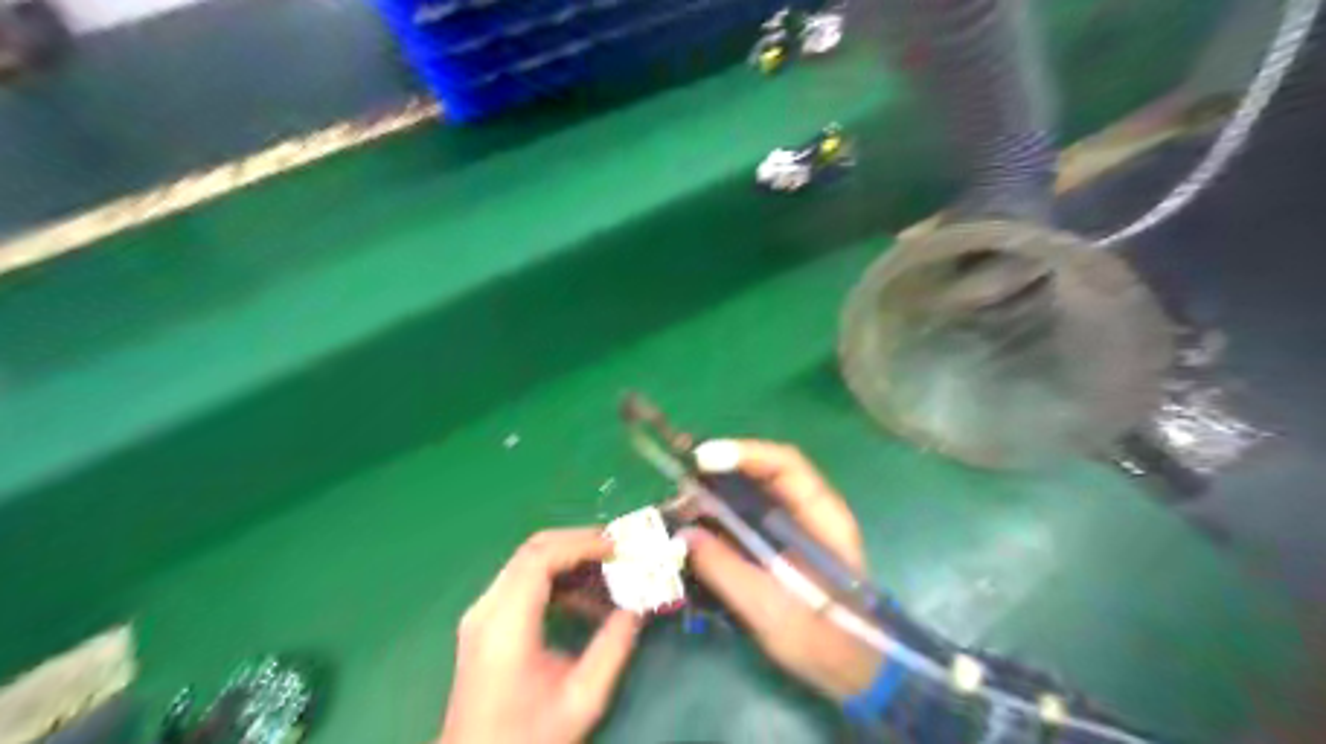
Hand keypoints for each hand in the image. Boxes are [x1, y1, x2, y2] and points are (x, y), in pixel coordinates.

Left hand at [438, 529, 643, 742]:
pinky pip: (522, 580)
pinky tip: (583, 598)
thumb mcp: (581, 700)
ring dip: (569, 558)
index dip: (582, 544)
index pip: (540, 559)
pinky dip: (556, 577)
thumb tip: (639, 606)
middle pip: (532, 550)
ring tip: (609, 572)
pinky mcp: (485, 621)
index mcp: (505, 626)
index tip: (619, 548)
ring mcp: (482, 612)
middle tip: (619, 550)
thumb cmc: (528, 737)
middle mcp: (487, 608)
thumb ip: (613, 647)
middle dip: (579, 542)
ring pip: (527, 561)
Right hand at [679, 441, 883, 703]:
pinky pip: (746, 519)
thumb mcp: (770, 608)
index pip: (785, 465)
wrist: (852, 672)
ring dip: (716, 494)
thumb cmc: (823, 639)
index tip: (702, 460)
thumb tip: (683, 534)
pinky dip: (719, 517)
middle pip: (763, 474)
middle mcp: (808, 512)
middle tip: (680, 478)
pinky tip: (695, 526)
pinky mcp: (779, 546)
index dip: (744, 454)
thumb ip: (725, 569)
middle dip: (721, 471)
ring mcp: (793, 528)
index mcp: (821, 516)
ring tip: (680, 502)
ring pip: (751, 495)